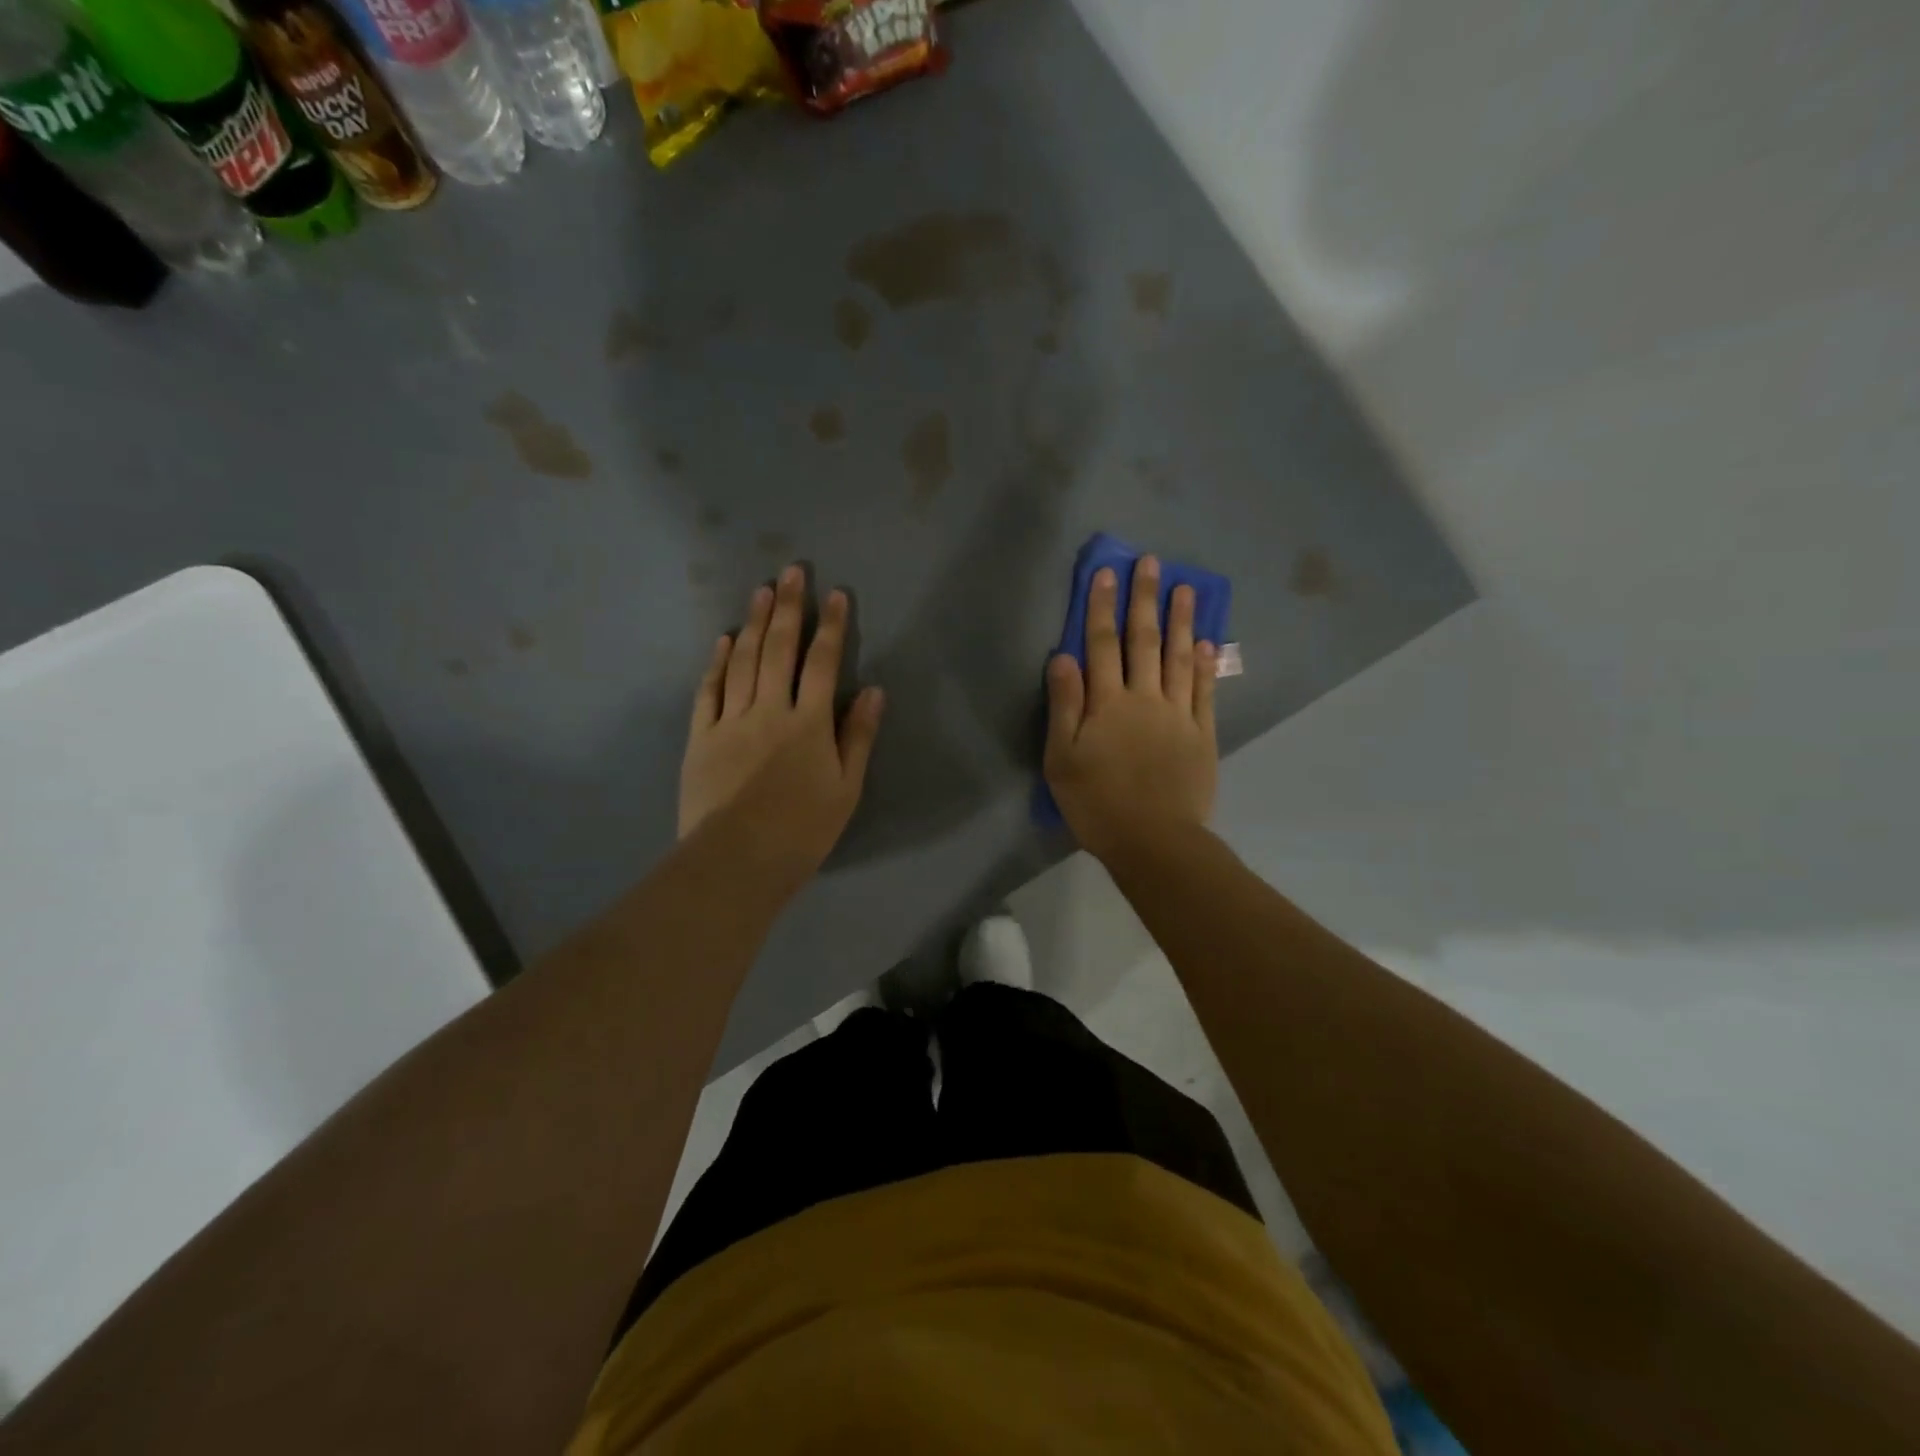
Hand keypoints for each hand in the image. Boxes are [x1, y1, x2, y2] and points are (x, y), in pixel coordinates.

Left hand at [679, 565, 884, 886]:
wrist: (736, 860)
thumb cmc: (802, 830)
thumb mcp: (846, 789)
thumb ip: (858, 737)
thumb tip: (872, 690)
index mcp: (809, 724)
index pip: (823, 663)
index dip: (831, 627)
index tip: (836, 595)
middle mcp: (770, 710)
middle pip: (779, 649)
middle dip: (788, 607)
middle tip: (791, 571)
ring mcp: (731, 720)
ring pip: (743, 661)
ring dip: (753, 623)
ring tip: (761, 591)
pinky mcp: (701, 736)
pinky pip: (709, 690)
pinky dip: (717, 662)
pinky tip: (723, 639)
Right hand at [1043, 557, 1217, 861]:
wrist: (1153, 841)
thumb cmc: (1097, 803)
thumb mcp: (1061, 759)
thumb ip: (1064, 706)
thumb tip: (1062, 657)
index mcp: (1107, 704)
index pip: (1100, 645)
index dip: (1101, 608)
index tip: (1106, 573)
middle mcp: (1144, 699)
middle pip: (1143, 641)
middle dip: (1144, 600)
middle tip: (1152, 563)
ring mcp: (1178, 715)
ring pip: (1178, 658)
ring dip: (1181, 621)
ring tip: (1186, 588)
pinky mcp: (1202, 735)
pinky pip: (1204, 691)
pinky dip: (1204, 665)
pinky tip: (1205, 642)